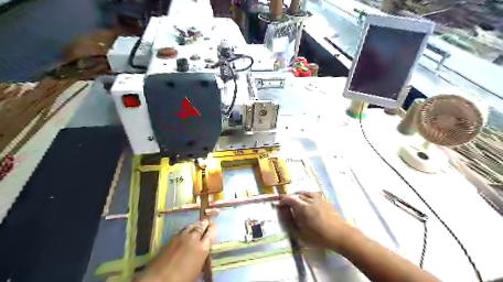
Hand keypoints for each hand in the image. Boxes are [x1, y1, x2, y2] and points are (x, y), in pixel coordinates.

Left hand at [136, 219, 215, 281]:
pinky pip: (181, 230)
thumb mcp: (197, 269)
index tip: (214, 226)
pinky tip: (185, 231)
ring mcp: (181, 237)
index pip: (211, 233)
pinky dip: (185, 229)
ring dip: (195, 224)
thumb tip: (203, 250)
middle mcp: (193, 239)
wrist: (158, 279)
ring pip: (191, 225)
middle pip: (201, 226)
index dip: (213, 228)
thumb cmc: (182, 279)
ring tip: (197, 224)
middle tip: (207, 222)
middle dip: (204, 224)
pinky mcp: (170, 239)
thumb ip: (201, 256)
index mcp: (202, 248)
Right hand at [279, 191, 351, 252]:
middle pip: (297, 194)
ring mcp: (319, 199)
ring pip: (305, 192)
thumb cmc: (320, 237)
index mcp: (303, 207)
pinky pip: (313, 194)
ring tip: (296, 199)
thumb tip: (286, 213)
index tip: (279, 205)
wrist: (340, 235)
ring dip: (299, 195)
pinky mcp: (325, 201)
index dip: (283, 201)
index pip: (289, 199)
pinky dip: (307, 195)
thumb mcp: (302, 233)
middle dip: (290, 198)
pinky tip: (308, 200)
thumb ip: (292, 221)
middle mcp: (310, 200)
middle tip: (286, 203)